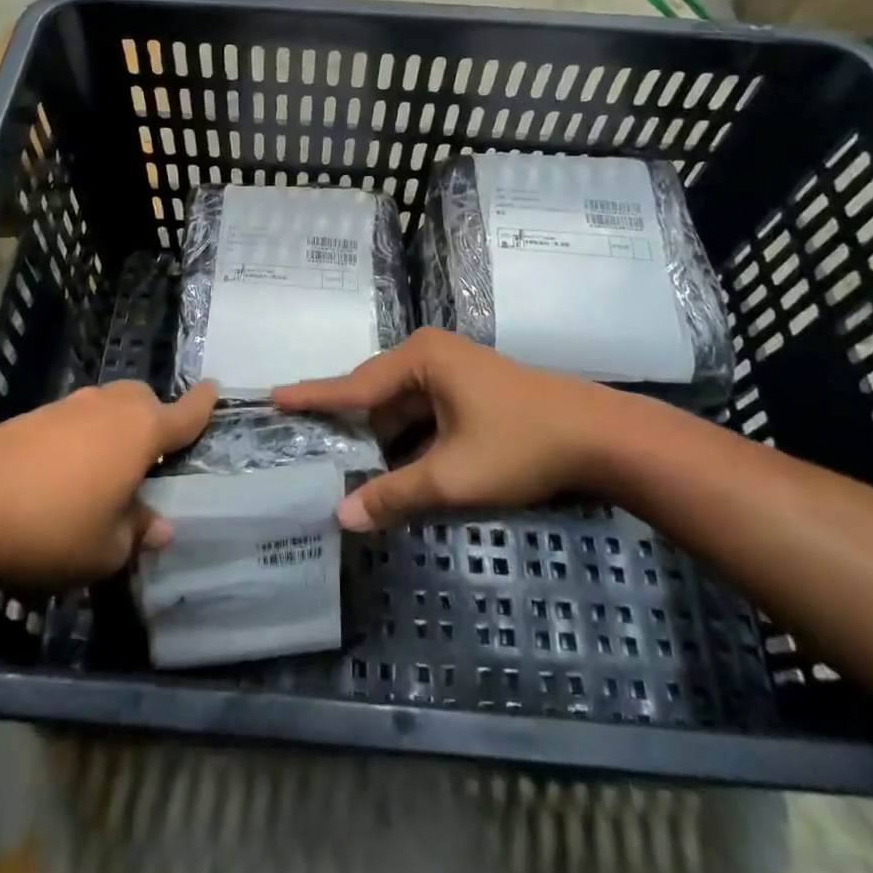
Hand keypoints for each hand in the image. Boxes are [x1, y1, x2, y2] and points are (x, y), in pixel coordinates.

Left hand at [0, 380, 215, 585]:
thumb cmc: (53, 525)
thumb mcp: (105, 549)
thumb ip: (137, 533)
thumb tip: (160, 527)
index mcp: (142, 431)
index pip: (185, 413)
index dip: (203, 404)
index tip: (215, 390)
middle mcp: (113, 407)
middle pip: (144, 401)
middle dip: (153, 420)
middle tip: (149, 459)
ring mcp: (72, 405)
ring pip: (108, 408)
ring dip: (114, 431)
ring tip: (103, 475)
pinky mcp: (37, 414)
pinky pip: (76, 420)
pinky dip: (81, 439)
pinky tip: (63, 476)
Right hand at [275, 329, 630, 529]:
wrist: (598, 435)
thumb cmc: (520, 444)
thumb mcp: (453, 476)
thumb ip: (395, 494)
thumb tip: (342, 517)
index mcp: (420, 360)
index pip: (353, 384)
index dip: (313, 396)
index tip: (274, 397)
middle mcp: (430, 355)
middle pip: (376, 396)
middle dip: (352, 429)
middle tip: (314, 454)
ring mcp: (451, 369)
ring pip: (400, 408)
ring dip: (384, 441)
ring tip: (354, 473)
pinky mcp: (468, 388)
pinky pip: (423, 413)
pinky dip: (410, 440)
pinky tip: (400, 469)